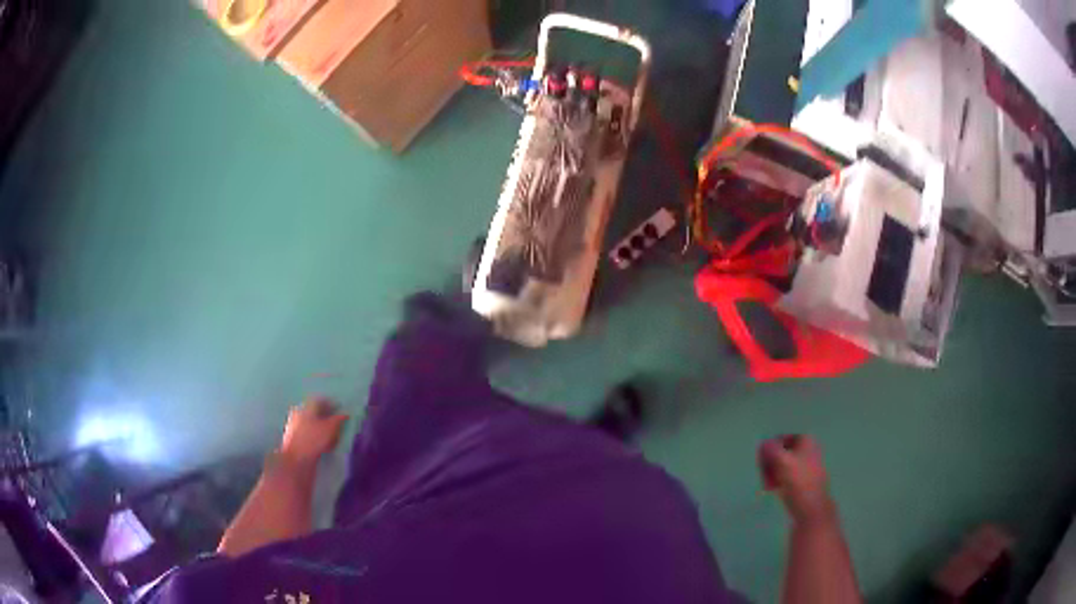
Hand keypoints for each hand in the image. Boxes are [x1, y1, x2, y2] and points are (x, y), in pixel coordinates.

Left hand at [280, 397, 348, 465]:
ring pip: (312, 423)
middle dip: (328, 417)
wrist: (295, 460)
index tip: (342, 411)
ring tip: (334, 437)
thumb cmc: (313, 440)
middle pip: (316, 412)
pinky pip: (309, 434)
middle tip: (339, 424)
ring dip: (323, 428)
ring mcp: (295, 426)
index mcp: (306, 406)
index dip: (333, 404)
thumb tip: (346, 413)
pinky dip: (318, 437)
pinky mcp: (295, 439)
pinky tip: (324, 445)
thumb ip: (339, 419)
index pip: (321, 400)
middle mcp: (299, 413)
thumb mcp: (330, 428)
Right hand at [758, 435, 835, 525]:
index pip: (779, 439)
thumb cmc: (799, 483)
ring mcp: (806, 465)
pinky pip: (786, 475)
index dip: (768, 450)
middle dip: (769, 464)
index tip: (762, 464)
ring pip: (782, 464)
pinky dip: (778, 480)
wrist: (812, 509)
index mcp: (805, 440)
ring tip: (769, 486)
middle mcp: (807, 449)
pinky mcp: (803, 479)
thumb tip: (763, 443)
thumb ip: (771, 449)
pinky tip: (774, 490)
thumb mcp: (783, 462)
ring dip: (772, 474)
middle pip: (780, 452)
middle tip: (764, 477)